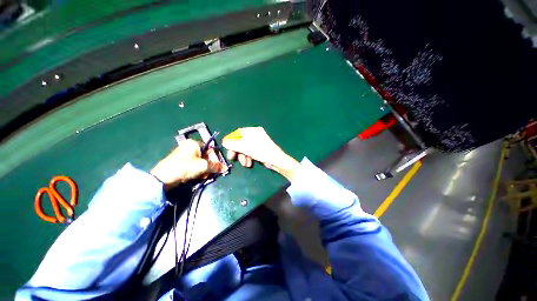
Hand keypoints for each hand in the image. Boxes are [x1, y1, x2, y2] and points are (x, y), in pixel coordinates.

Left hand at [151, 139, 226, 189]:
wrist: (163, 178)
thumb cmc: (185, 167)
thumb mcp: (203, 166)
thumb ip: (216, 166)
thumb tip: (226, 168)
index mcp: (194, 143)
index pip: (211, 149)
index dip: (216, 159)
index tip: (218, 168)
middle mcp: (189, 146)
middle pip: (206, 156)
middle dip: (210, 166)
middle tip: (210, 173)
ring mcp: (184, 154)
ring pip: (201, 161)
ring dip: (204, 169)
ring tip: (203, 176)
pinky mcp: (181, 161)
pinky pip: (194, 164)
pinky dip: (198, 170)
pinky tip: (197, 176)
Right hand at [222, 127, 300, 180]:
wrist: (276, 160)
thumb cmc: (261, 151)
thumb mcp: (245, 147)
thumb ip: (233, 144)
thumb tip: (224, 142)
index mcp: (253, 131)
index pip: (238, 133)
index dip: (231, 140)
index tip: (226, 147)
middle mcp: (255, 136)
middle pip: (241, 141)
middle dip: (237, 151)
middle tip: (232, 158)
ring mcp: (258, 143)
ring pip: (245, 149)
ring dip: (242, 157)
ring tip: (245, 163)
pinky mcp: (259, 150)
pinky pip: (250, 153)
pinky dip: (248, 158)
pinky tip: (249, 163)